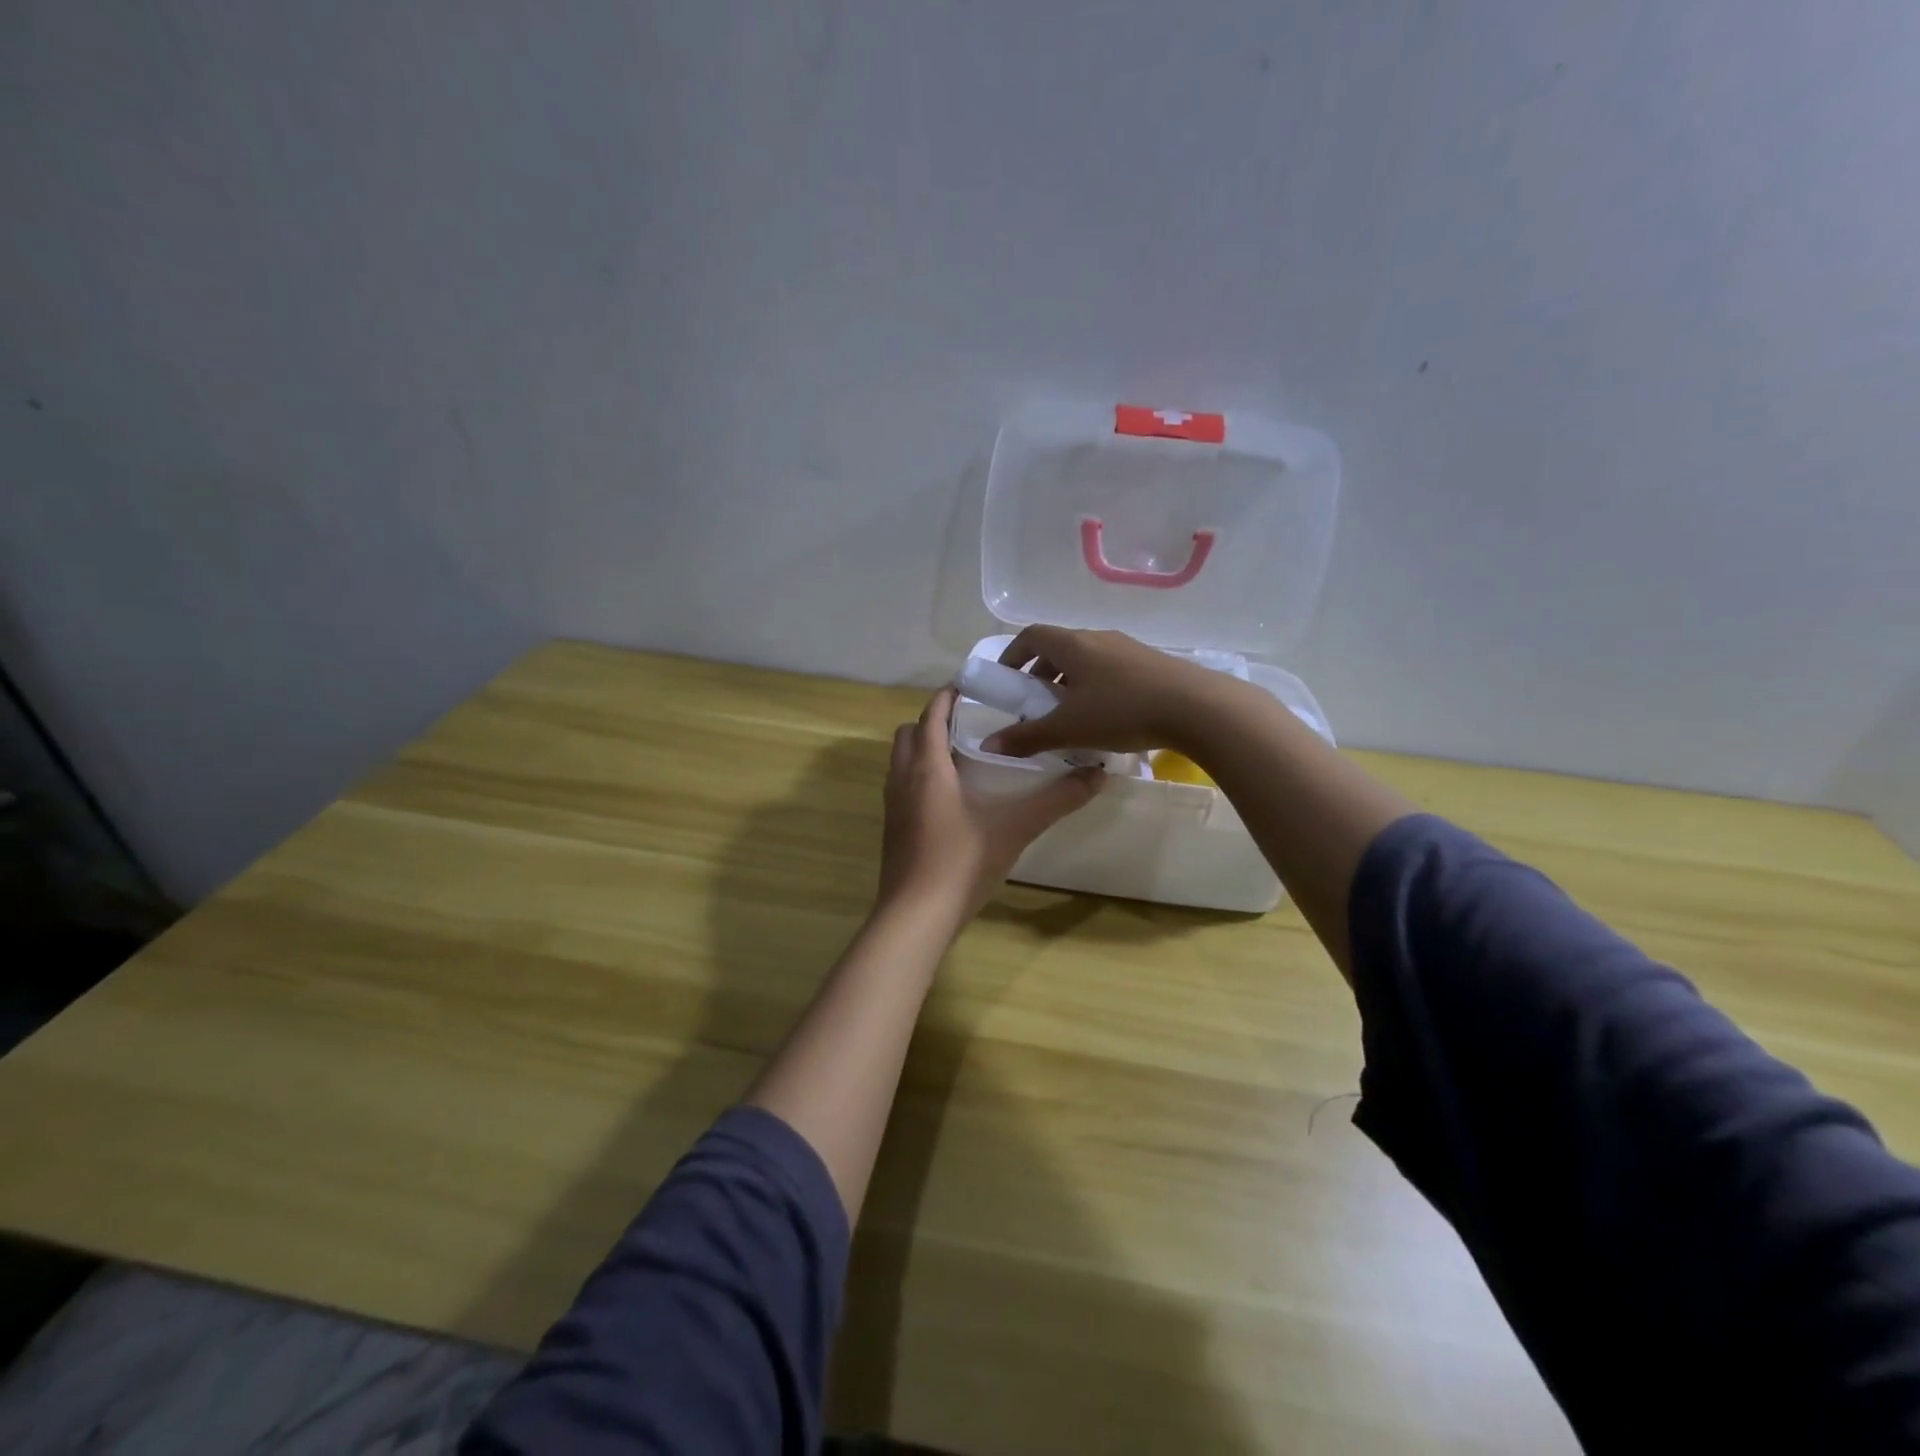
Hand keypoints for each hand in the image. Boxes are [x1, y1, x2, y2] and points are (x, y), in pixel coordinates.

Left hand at [878, 686, 1103, 924]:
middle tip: (972, 723)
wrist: (916, 917)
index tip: (974, 686)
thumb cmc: (962, 863)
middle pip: (910, 733)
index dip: (948, 695)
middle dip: (934, 720)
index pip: (931, 714)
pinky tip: (953, 798)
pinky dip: (922, 776)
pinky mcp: (893, 829)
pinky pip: (903, 786)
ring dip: (926, 749)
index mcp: (927, 767)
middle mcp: (902, 778)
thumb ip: (1057, 800)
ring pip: (902, 760)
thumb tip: (1098, 774)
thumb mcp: (1016, 828)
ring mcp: (892, 805)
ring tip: (965, 756)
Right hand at [981, 625, 1240, 759]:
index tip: (1006, 680)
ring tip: (1070, 715)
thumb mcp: (1068, 728)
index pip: (1031, 636)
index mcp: (1073, 645)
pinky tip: (1105, 718)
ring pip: (1087, 660)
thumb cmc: (1122, 712)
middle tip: (1036, 704)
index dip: (1012, 655)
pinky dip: (1095, 687)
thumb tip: (990, 744)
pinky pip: (1111, 669)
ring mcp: (1128, 649)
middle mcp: (1098, 638)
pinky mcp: (1151, 664)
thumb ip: (1027, 736)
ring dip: (1069, 682)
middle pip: (1059, 648)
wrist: (1198, 708)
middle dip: (1041, 674)